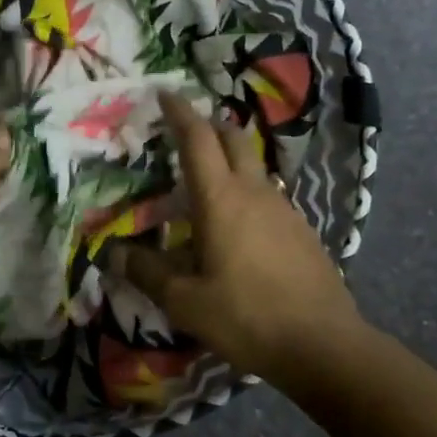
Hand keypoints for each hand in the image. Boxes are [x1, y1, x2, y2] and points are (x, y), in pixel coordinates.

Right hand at [111, 93, 359, 380]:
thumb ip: (146, 273)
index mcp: (220, 199)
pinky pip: (269, 194)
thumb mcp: (185, 301)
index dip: (179, 113)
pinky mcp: (302, 229)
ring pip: (254, 165)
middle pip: (234, 138)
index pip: (197, 139)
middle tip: (187, 128)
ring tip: (208, 179)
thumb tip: (113, 254)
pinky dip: (248, 190)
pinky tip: (239, 223)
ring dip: (231, 158)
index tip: (164, 93)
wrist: (323, 343)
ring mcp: (284, 208)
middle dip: (209, 124)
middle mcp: (255, 192)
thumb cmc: (246, 316)